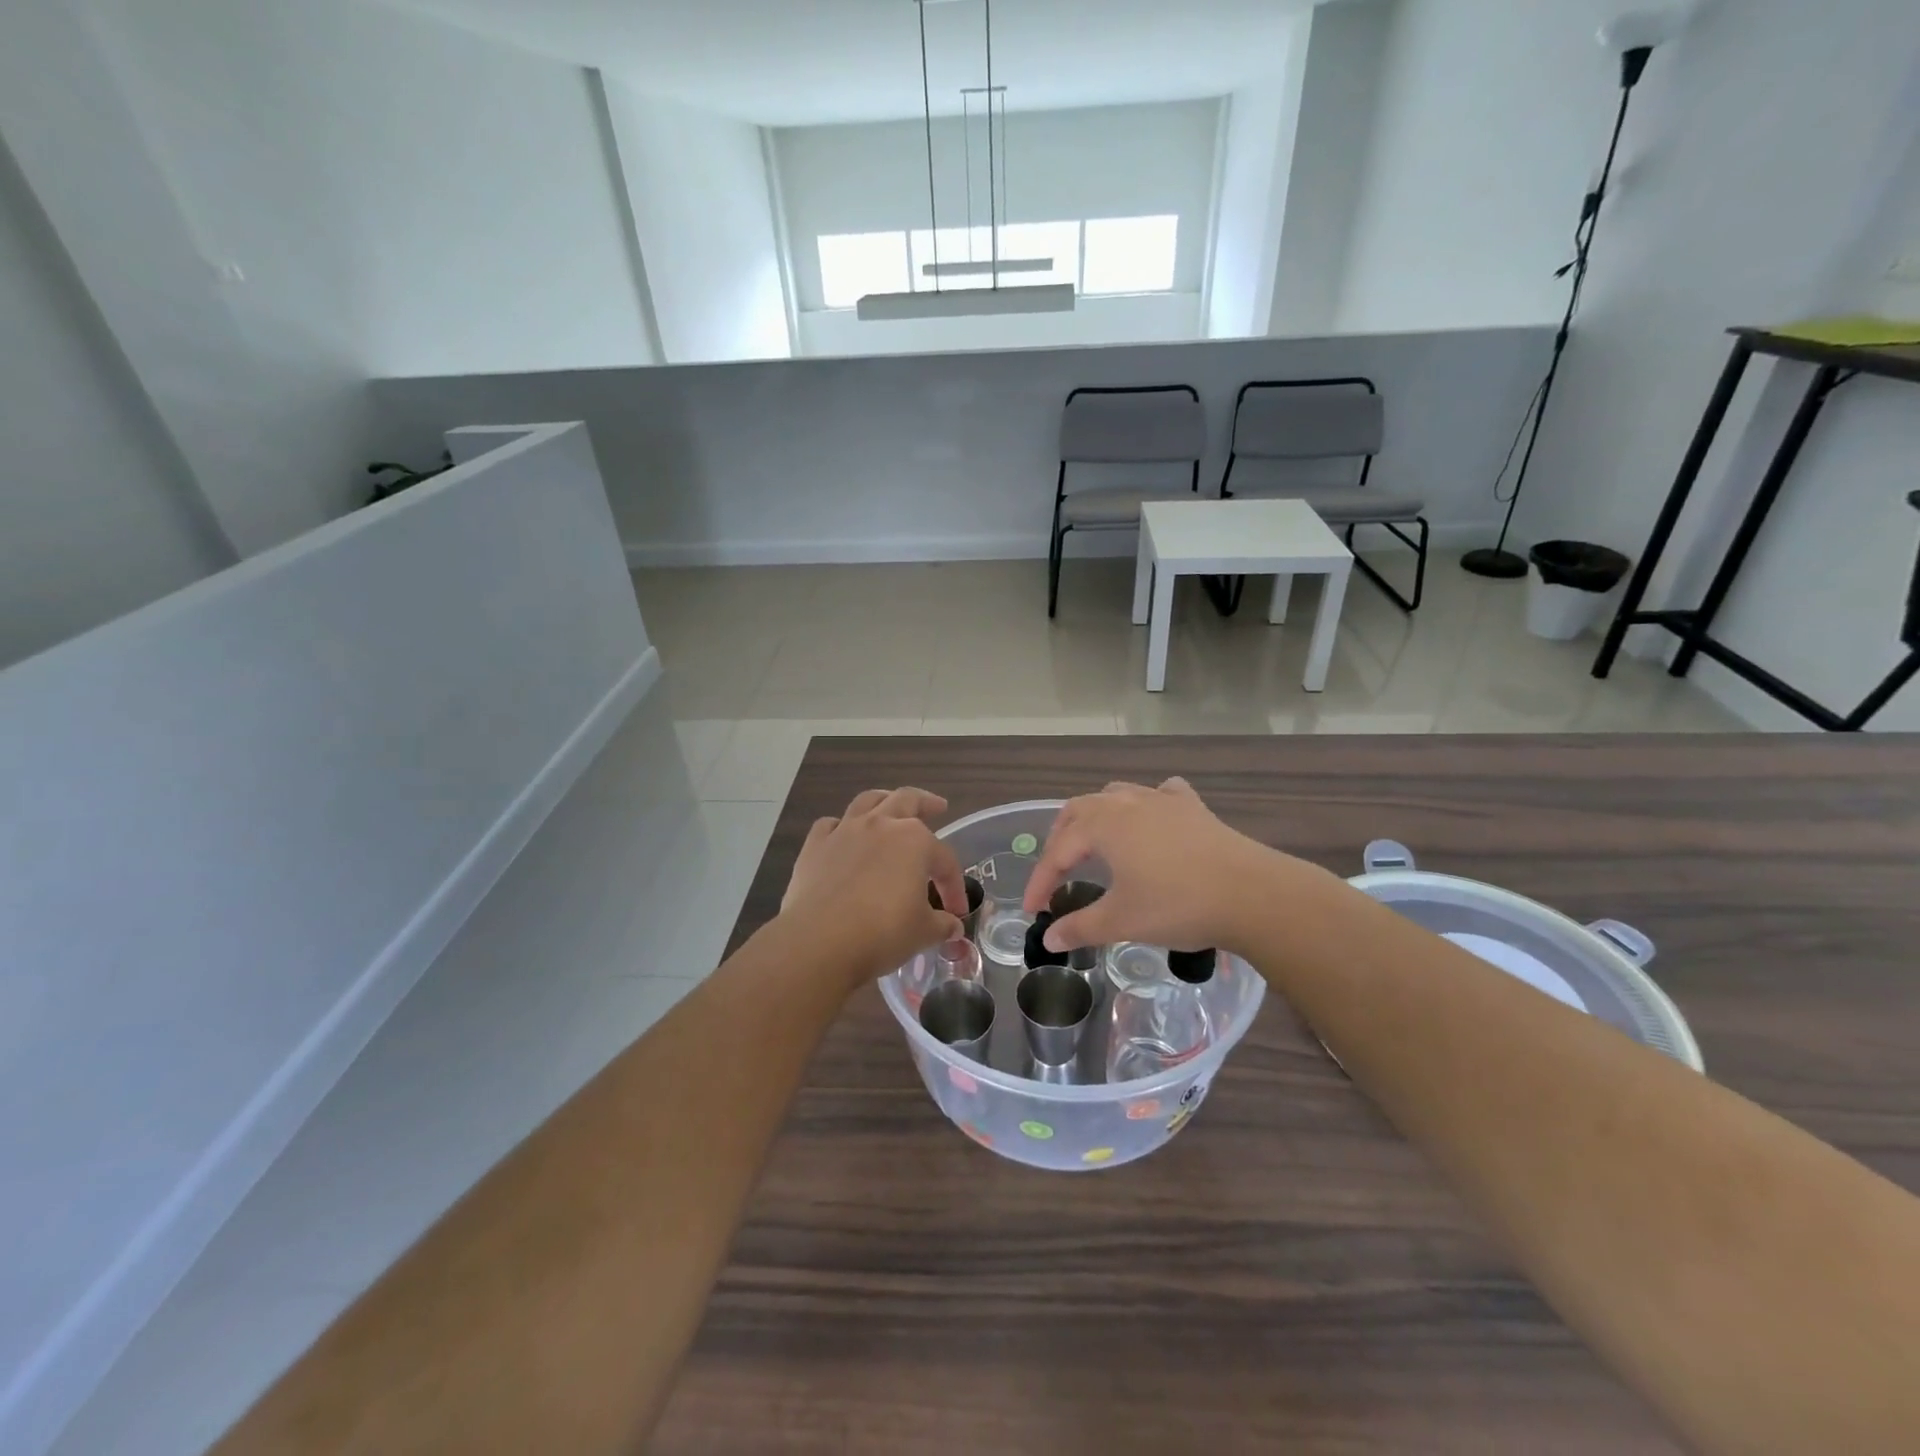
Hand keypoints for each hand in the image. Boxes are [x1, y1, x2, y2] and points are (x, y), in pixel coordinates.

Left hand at [780, 787, 968, 989]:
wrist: (820, 942)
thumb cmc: (882, 933)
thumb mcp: (923, 933)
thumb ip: (941, 925)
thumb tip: (952, 926)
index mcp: (915, 841)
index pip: (944, 859)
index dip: (953, 885)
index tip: (955, 911)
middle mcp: (881, 825)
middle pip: (907, 800)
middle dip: (926, 803)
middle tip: (938, 807)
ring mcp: (845, 831)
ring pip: (868, 801)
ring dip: (884, 800)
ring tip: (890, 806)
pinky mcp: (815, 846)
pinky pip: (830, 825)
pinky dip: (840, 827)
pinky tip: (844, 837)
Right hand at [1022, 777, 1305, 956]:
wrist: (1252, 894)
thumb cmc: (1178, 906)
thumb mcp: (1122, 921)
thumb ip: (1080, 927)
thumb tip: (1048, 940)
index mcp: (1103, 826)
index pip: (1058, 851)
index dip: (1041, 880)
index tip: (1034, 909)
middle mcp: (1127, 803)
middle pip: (1079, 810)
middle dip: (1061, 839)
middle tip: (1056, 871)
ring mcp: (1163, 801)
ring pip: (1116, 795)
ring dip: (1096, 816)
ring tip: (1094, 842)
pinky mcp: (1193, 808)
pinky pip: (1161, 794)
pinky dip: (1147, 805)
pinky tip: (1152, 821)